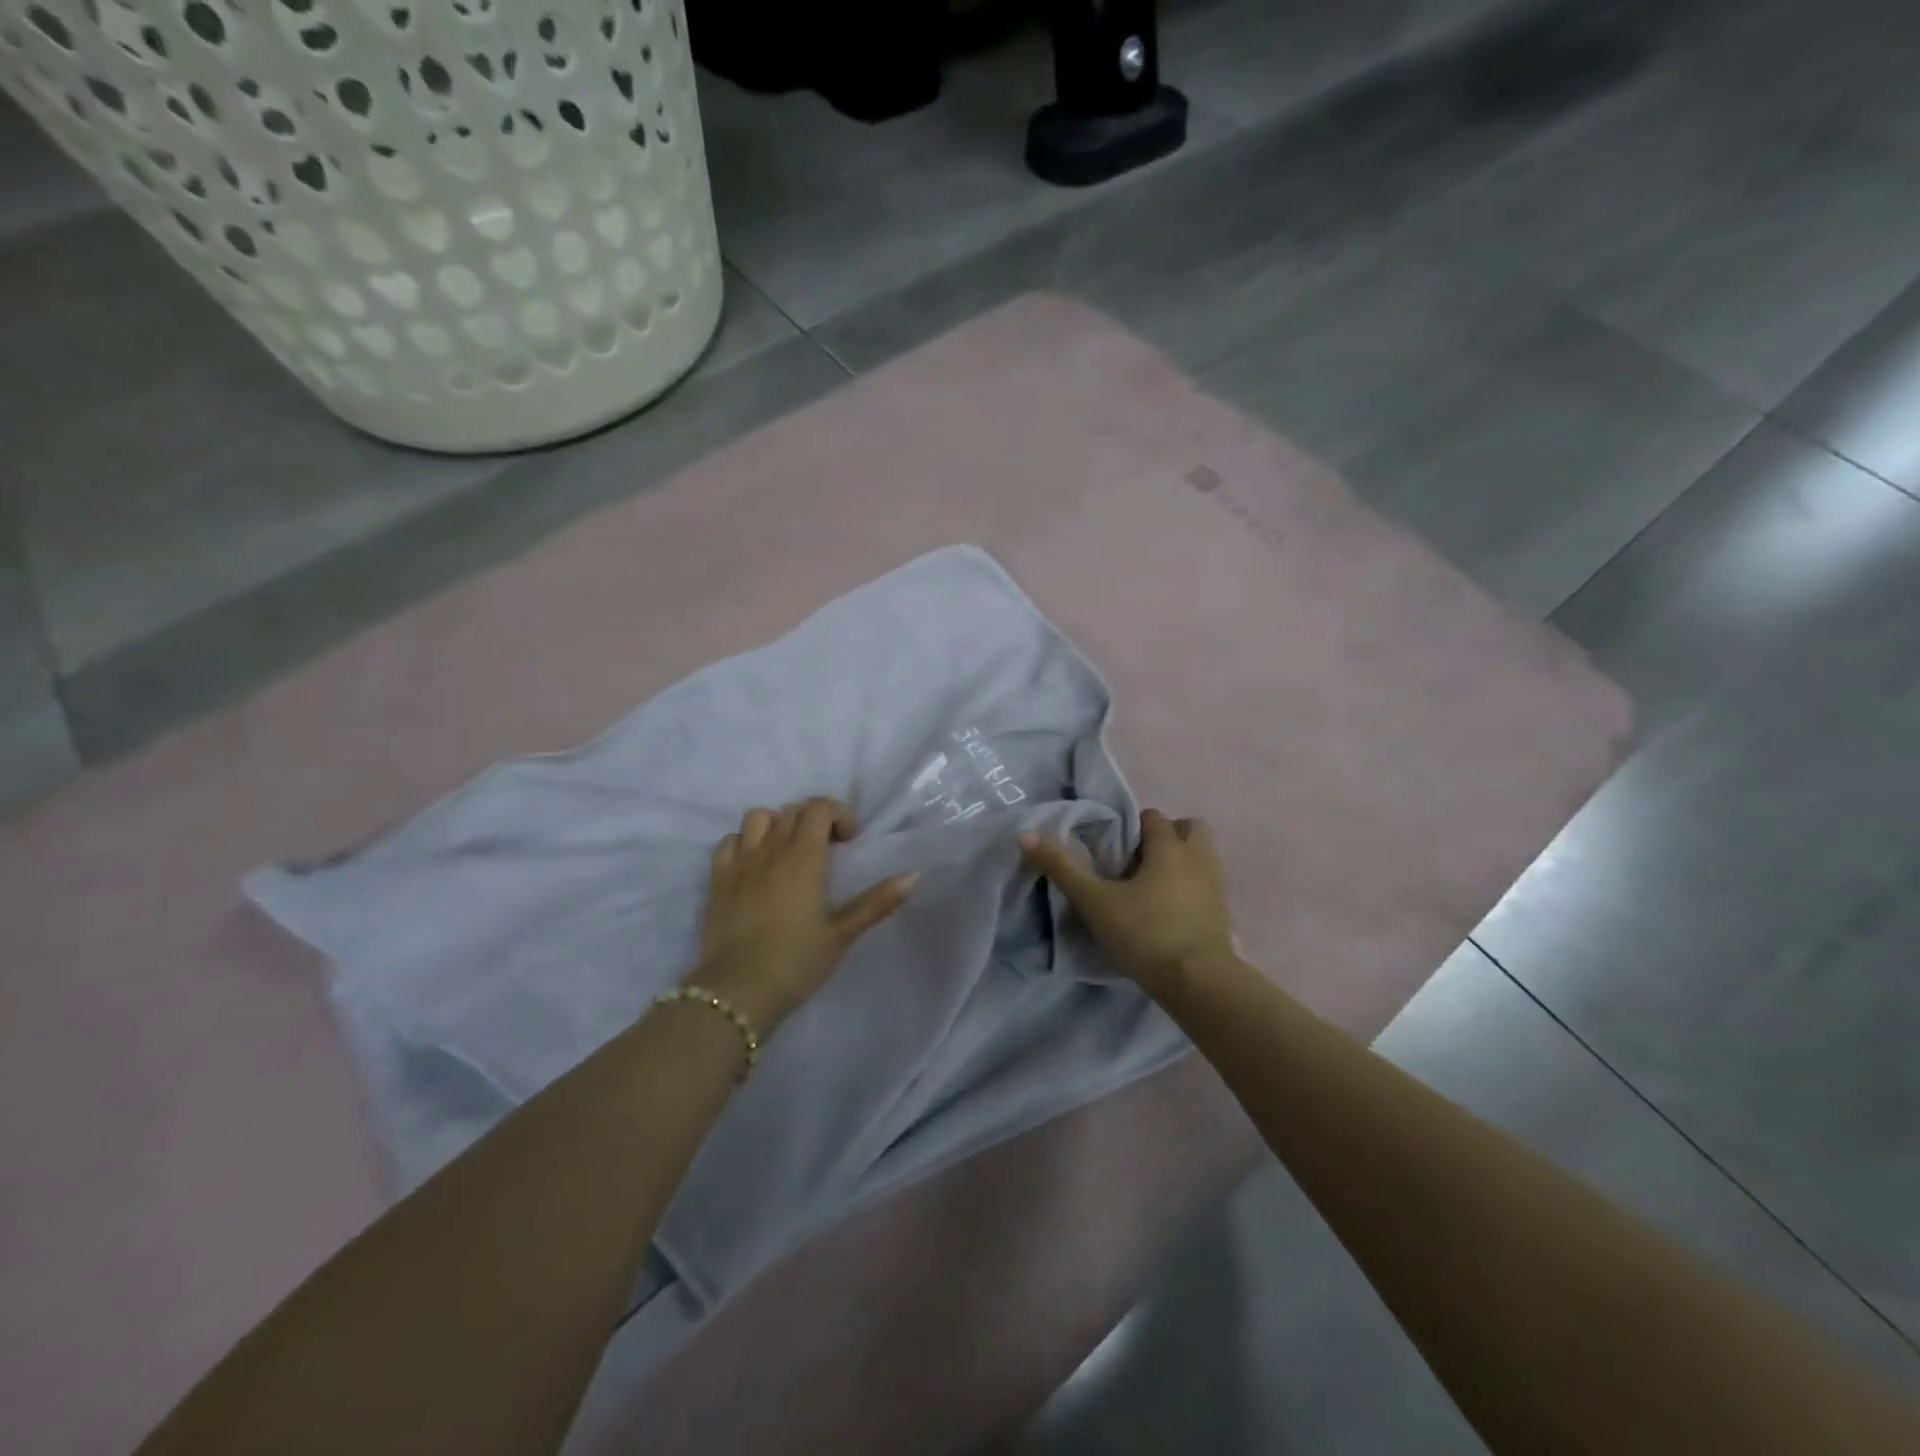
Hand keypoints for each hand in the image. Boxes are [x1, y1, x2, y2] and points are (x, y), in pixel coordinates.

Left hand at [690, 798, 916, 1032]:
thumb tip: (913, 876)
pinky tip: (755, 864)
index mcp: (804, 858)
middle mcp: (771, 850)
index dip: (839, 813)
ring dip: (778, 824)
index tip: (850, 840)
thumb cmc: (797, 962)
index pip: (819, 808)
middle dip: (814, 819)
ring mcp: (740, 862)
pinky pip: (729, 841)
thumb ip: (877, 902)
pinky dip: (745, 842)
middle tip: (827, 848)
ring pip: (758, 818)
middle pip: (792, 810)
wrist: (738, 990)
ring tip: (789, 850)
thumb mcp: (842, 934)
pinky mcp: (717, 879)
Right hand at [1020, 808, 1237, 999]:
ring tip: (1154, 885)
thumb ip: (1062, 868)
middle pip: (1189, 828)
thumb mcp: (1095, 902)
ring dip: (1183, 861)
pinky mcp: (1224, 914)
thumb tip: (1026, 834)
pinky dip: (1192, 888)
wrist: (1199, 983)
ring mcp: (1217, 886)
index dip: (1131, 826)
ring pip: (1203, 856)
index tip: (1112, 848)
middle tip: (1138, 860)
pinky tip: (1171, 911)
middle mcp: (1199, 858)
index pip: (1153, 817)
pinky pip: (1208, 885)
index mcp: (1169, 847)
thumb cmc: (1146, 933)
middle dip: (1166, 836)